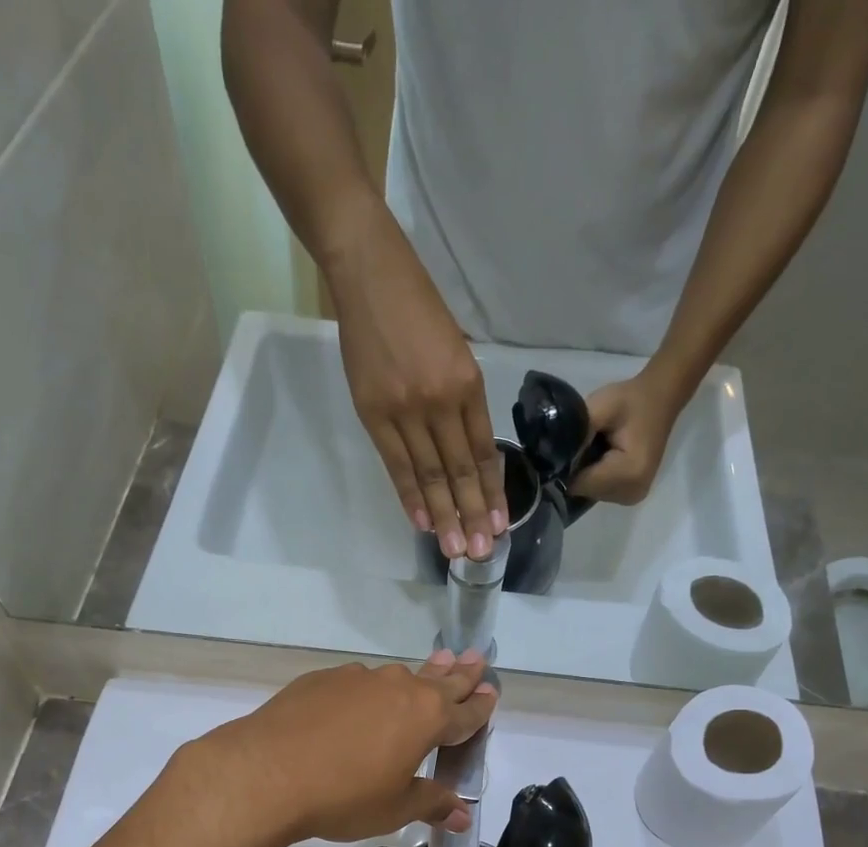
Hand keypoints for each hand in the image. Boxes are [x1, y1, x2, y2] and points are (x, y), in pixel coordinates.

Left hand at [193, 651, 496, 846]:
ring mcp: (358, 679)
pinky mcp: (321, 680)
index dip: (481, 706)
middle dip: (460, 673)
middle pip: (439, 680)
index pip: (465, 712)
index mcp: (426, 718)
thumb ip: (432, 804)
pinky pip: (356, 684)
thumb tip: (463, 816)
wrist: (266, 773)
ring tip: (424, 673)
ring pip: (396, 678)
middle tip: (476, 656)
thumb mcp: (395, 808)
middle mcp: (398, 689)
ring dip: (415, 677)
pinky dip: (367, 692)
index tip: (492, 691)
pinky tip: (357, 705)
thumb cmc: (344, 796)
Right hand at [326, 205, 506, 559]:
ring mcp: (405, 409)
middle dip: (472, 515)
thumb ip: (461, 400)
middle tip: (480, 553)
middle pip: (460, 471)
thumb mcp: (456, 350)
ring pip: (429, 475)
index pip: (483, 452)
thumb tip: (465, 451)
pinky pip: (396, 464)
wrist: (369, 273)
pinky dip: (408, 496)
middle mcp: (440, 401)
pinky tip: (421, 522)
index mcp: (467, 384)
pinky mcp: (373, 412)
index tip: (498, 525)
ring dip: (443, 515)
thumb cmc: (417, 307)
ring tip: (454, 549)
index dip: (492, 492)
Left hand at [569, 370, 685, 506]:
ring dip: (586, 474)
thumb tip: (552, 454)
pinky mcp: (632, 495)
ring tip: (594, 449)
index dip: (567, 466)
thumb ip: (577, 432)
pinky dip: (596, 477)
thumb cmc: (631, 400)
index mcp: (628, 473)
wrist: (661, 399)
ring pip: (591, 493)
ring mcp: (633, 496)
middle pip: (585, 491)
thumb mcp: (602, 406)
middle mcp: (632, 492)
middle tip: (584, 443)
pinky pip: (601, 491)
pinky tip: (601, 458)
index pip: (580, 484)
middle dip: (577, 470)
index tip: (565, 447)